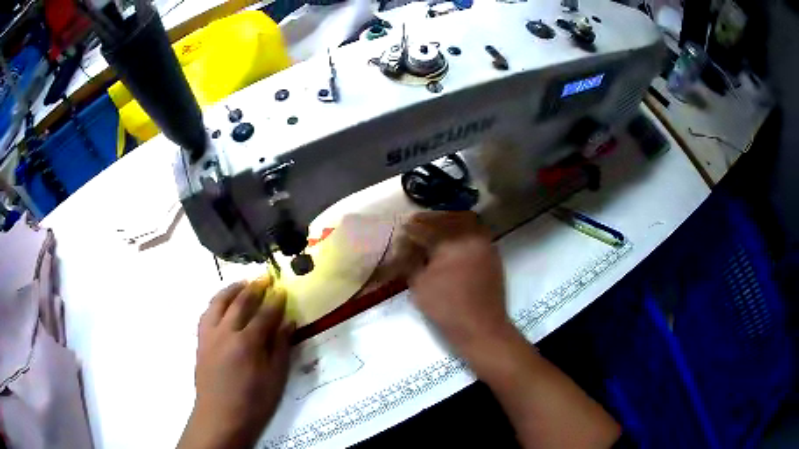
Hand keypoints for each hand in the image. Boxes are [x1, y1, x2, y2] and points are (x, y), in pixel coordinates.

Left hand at [178, 277, 293, 448]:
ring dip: (231, 289)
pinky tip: (222, 304)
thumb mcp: (275, 379)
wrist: (220, 416)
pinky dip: (216, 303)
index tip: (283, 290)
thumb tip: (288, 323)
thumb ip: (281, 348)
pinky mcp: (200, 341)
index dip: (275, 301)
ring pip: (218, 302)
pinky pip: (207, 313)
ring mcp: (209, 335)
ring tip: (242, 283)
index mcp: (247, 343)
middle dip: (254, 288)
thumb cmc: (253, 402)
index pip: (264, 314)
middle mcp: (225, 332)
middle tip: (264, 278)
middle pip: (240, 302)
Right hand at [399, 211, 513, 357]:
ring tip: (435, 229)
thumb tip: (404, 246)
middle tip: (418, 224)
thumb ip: (410, 261)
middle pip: (449, 217)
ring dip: (449, 220)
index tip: (402, 229)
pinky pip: (476, 232)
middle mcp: (471, 236)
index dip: (412, 228)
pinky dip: (463, 230)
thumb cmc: (447, 307)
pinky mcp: (492, 254)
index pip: (427, 228)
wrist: (481, 327)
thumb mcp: (419, 285)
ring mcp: (485, 244)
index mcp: (452, 242)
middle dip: (431, 219)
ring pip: (466, 221)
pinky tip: (452, 241)